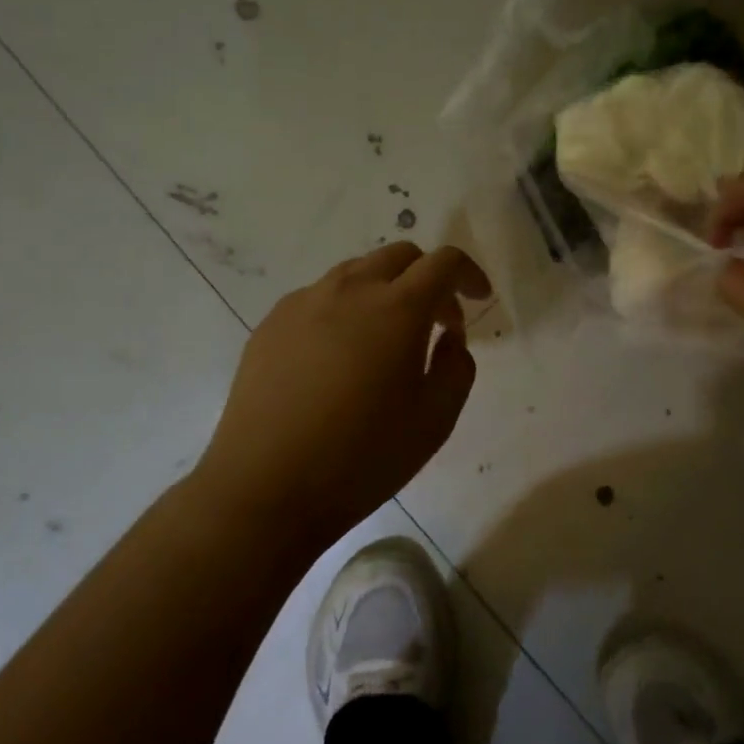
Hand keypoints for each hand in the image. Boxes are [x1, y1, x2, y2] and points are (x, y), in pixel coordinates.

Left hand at [198, 243, 491, 553]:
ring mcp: (304, 302)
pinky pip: (320, 297)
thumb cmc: (362, 458)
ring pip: (357, 272)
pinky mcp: (271, 323)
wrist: (264, 487)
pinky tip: (339, 358)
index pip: (443, 262)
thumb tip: (447, 337)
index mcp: (397, 308)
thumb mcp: (435, 420)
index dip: (468, 274)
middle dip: (427, 278)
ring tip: (386, 341)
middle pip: (399, 256)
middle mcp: (349, 289)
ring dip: (385, 290)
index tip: (479, 299)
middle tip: (436, 324)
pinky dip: (345, 309)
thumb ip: (456, 366)